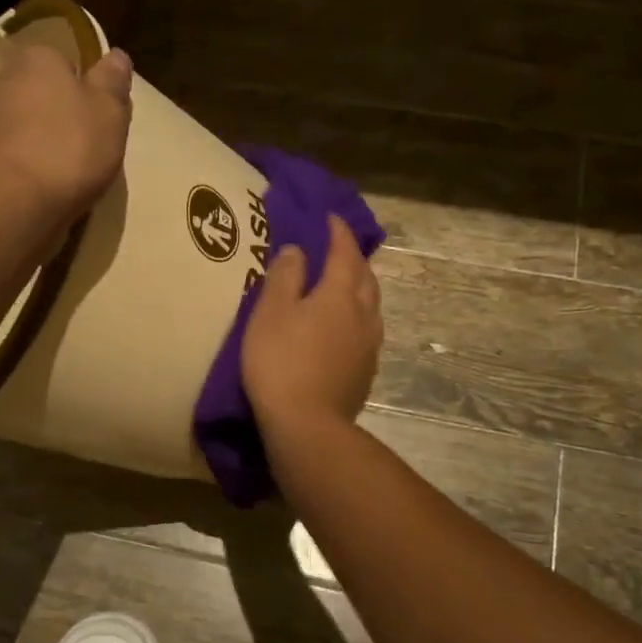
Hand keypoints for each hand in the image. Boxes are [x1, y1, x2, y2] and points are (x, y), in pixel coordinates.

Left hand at [0, 42, 132, 225]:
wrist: (18, 203)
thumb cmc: (70, 147)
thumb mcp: (109, 110)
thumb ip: (113, 81)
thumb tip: (116, 56)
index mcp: (37, 58)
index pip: (68, 64)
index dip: (88, 91)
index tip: (103, 119)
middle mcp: (6, 80)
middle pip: (47, 96)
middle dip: (67, 117)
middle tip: (93, 147)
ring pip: (33, 127)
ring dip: (51, 145)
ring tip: (74, 174)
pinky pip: (21, 155)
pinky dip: (35, 167)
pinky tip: (51, 187)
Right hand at [242, 213, 382, 437]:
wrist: (307, 425)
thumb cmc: (281, 363)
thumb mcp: (270, 313)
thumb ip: (285, 277)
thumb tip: (298, 250)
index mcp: (338, 294)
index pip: (343, 252)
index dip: (337, 232)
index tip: (330, 217)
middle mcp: (362, 314)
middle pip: (365, 277)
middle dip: (353, 258)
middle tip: (339, 248)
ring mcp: (368, 345)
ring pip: (371, 305)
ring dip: (360, 287)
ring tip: (346, 284)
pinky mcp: (365, 372)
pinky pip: (367, 331)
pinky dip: (359, 316)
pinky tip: (347, 327)